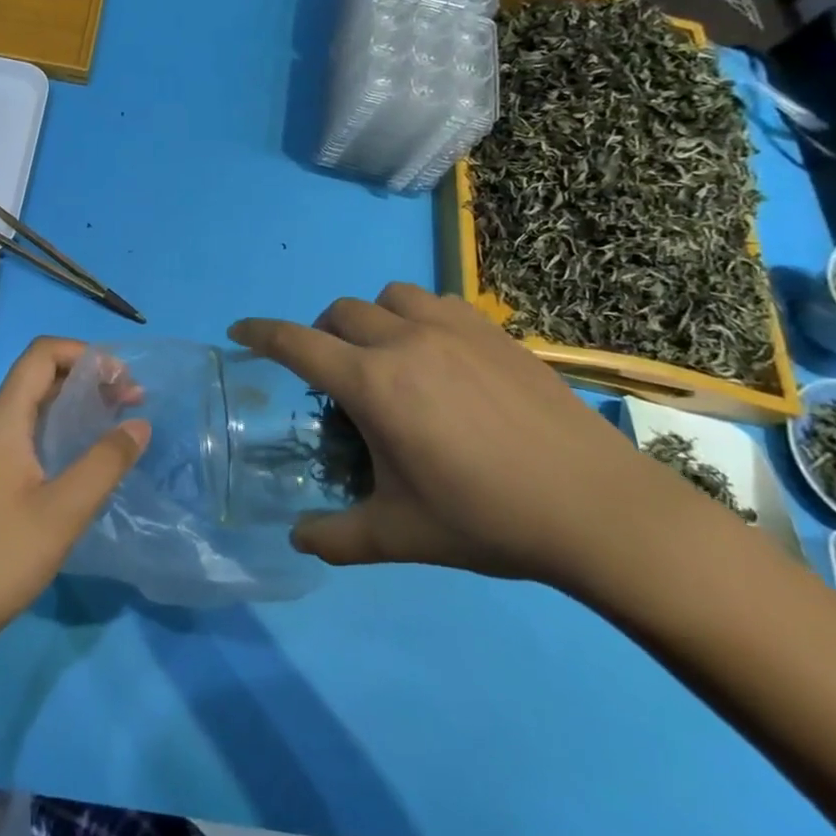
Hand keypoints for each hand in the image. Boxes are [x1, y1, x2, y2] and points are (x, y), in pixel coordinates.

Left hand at [0, 337, 149, 640]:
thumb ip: (105, 463)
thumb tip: (140, 424)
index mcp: (4, 419)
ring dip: (76, 402)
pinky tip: (85, 454)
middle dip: (87, 377)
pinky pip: (28, 430)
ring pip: (35, 404)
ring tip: (117, 420)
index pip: (41, 354)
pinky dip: (61, 427)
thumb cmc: (3, 554)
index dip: (83, 353)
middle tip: (130, 399)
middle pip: (40, 375)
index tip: (122, 378)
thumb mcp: (65, 509)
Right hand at [231, 284, 661, 586]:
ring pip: (389, 296)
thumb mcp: (399, 535)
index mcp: (373, 383)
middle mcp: (405, 340)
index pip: (296, 343)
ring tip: (385, 356)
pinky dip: (418, 317)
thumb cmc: (486, 519)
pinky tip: (438, 355)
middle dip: (320, 335)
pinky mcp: (495, 332)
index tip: (238, 331)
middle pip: (339, 313)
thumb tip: (298, 538)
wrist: (598, 510)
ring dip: (371, 318)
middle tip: (331, 375)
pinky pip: (437, 302)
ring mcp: (454, 329)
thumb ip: (336, 536)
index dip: (260, 333)